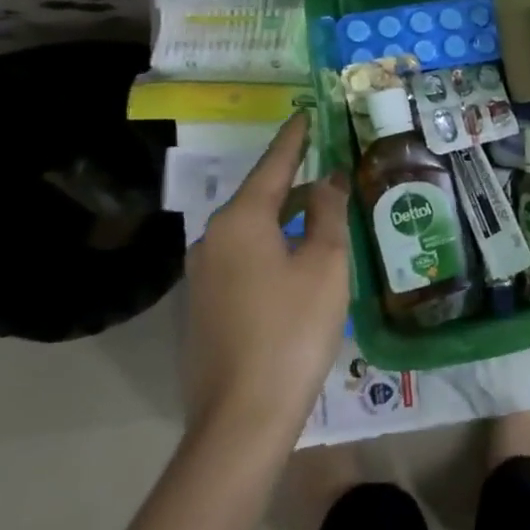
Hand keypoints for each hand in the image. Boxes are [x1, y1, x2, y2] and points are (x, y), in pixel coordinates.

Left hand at [182, 113, 349, 448]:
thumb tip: (327, 179)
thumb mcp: (325, 264)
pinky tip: (296, 260)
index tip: (305, 114)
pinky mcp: (204, 306)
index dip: (294, 140)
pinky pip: (242, 258)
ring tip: (318, 211)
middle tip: (325, 166)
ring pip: (250, 230)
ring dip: (283, 217)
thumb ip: (326, 213)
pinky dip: (271, 246)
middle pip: (258, 197)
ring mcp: (202, 275)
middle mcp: (212, 240)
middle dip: (291, 181)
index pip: (272, 166)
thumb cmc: (293, 328)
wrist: (242, 415)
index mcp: (240, 221)